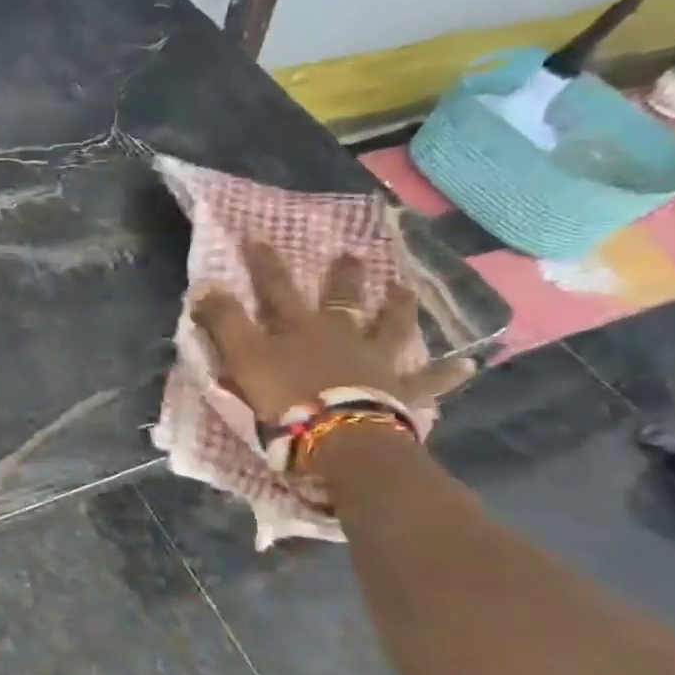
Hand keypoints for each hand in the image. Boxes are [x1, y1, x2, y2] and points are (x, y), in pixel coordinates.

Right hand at [189, 241, 472, 422]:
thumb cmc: (285, 397)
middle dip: (342, 277)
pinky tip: (470, 364)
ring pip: (389, 329)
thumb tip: (204, 284)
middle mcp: (341, 335)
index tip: (256, 236)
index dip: (263, 262)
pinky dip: (447, 373)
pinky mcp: (399, 393)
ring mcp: (375, 362)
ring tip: (405, 290)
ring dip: (397, 309)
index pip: (275, 287)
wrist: (339, 438)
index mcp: (299, 326)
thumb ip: (223, 321)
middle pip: (341, 300)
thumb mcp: (242, 356)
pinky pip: (428, 382)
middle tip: (351, 254)